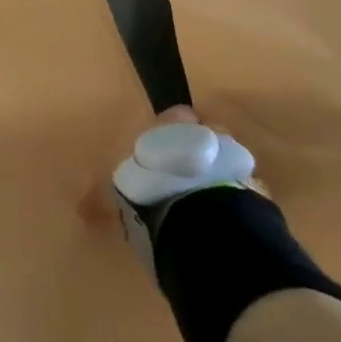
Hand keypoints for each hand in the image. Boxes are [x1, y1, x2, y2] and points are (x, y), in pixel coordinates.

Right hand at [80, 105, 266, 228]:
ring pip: (226, 162)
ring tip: (202, 205)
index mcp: (174, 125)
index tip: (159, 153)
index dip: (168, 133)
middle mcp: (209, 135)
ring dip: (216, 177)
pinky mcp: (259, 194)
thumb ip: (102, 199)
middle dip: (195, 153)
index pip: (175, 116)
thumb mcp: (116, 197)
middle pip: (205, 136)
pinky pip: (243, 192)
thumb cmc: (154, 194)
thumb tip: (81, 208)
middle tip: (180, 179)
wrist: (208, 226)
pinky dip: (232, 202)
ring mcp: (237, 162)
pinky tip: (220, 222)